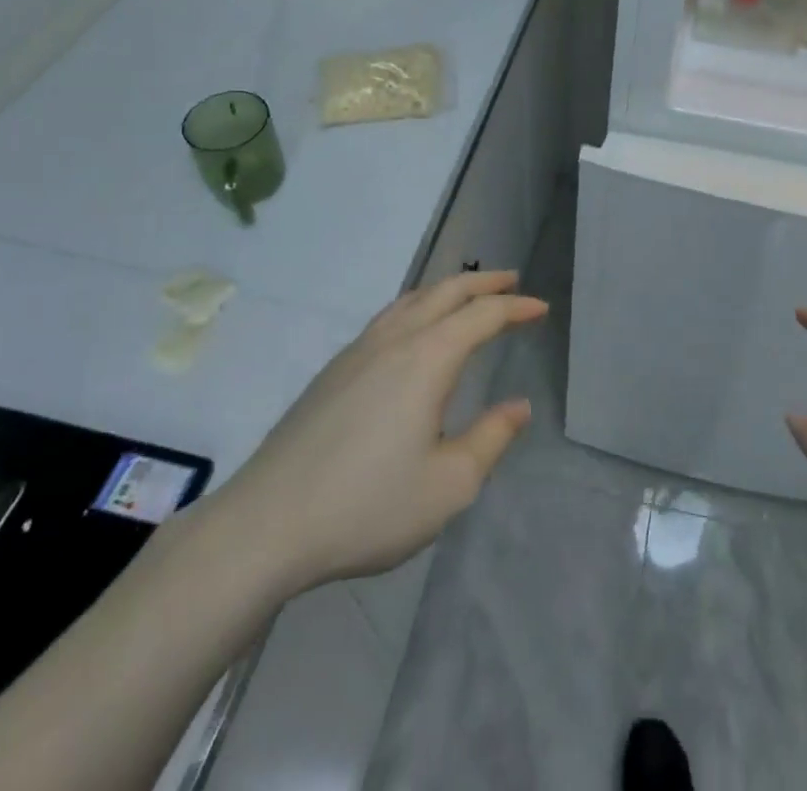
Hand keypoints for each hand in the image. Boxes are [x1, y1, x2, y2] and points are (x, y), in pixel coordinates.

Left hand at [198, 270, 546, 605]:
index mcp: (427, 359)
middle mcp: (394, 341)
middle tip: (511, 282)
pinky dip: (416, 306)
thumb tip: (519, 406)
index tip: (540, 308)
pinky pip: (387, 317)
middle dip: (483, 283)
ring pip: (411, 300)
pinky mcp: (333, 371)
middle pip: (445, 292)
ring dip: (446, 290)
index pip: (482, 316)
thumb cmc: (367, 506)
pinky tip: (413, 330)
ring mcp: (357, 352)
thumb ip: (491, 439)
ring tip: (467, 295)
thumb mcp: (448, 485)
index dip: (515, 308)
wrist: (266, 525)